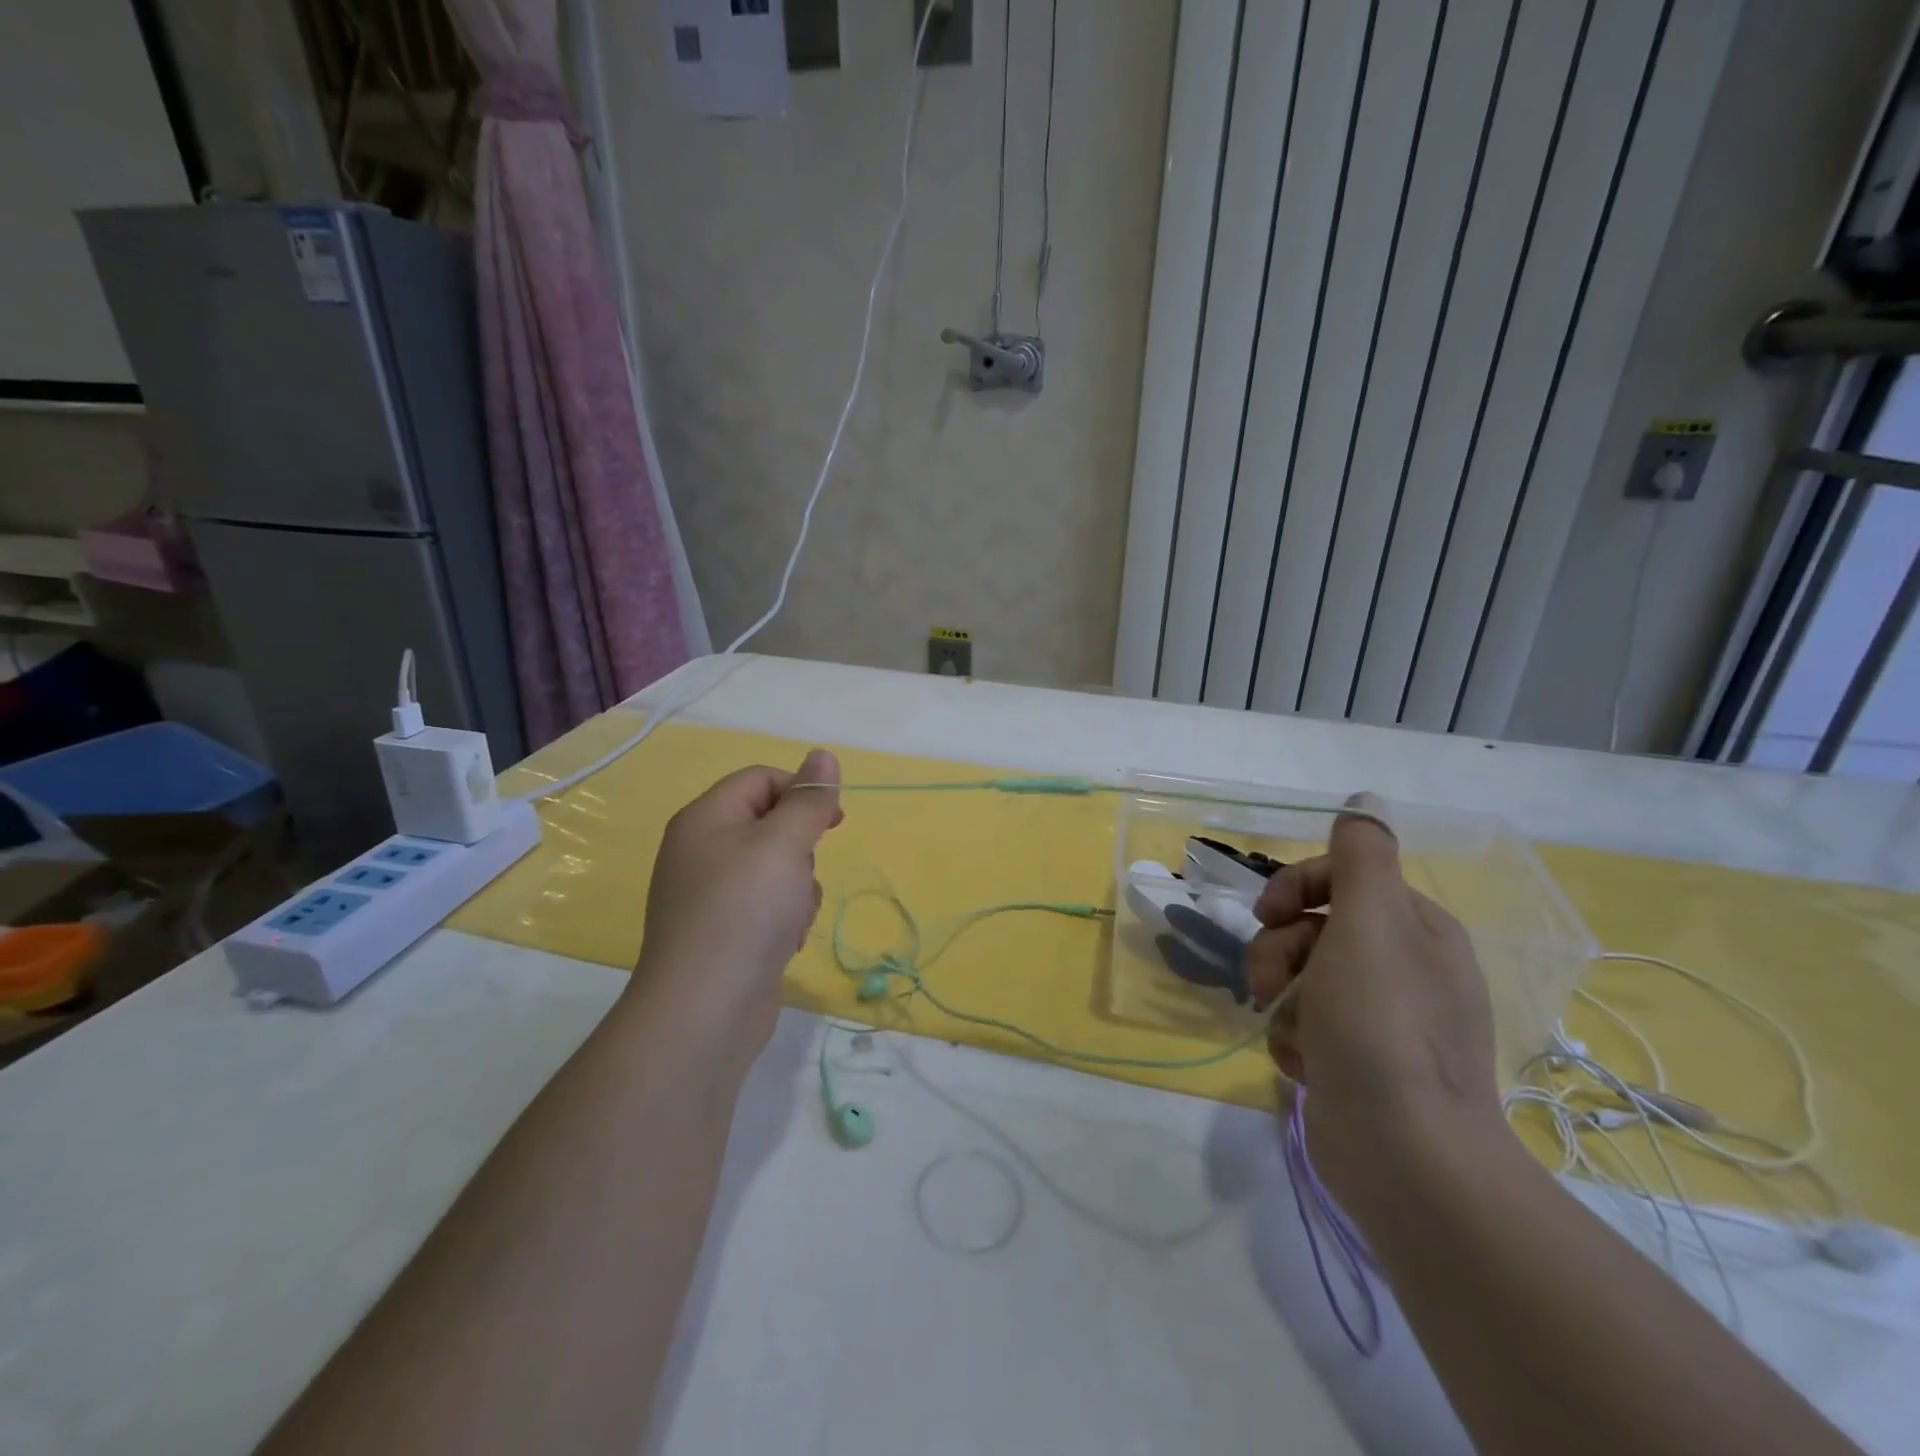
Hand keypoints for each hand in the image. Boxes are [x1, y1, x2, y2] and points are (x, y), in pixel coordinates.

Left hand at [632, 750, 842, 1063]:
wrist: (705, 1009)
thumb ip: (808, 799)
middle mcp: (701, 851)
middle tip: (805, 872)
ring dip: (798, 887)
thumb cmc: (746, 910)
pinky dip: (784, 917)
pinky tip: (786, 941)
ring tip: (795, 915)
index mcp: (706, 819)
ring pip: (774, 868)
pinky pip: (765, 906)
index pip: (760, 778)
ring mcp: (709, 896)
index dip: (800, 791)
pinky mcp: (722, 933)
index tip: (832, 820)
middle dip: (801, 846)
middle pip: (768, 824)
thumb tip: (823, 754)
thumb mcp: (784, 843)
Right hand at [1245, 798, 1506, 1203]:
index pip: (1344, 878)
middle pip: (1318, 930)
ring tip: (1286, 1031)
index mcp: (1417, 930)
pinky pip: (1309, 1027)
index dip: (1297, 887)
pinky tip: (1303, 1064)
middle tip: (1265, 983)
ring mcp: (1384, 1021)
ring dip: (1283, 999)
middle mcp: (1407, 969)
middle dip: (1280, 950)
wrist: (1405, 1154)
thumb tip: (1365, 802)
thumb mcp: (1370, 922)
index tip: (1266, 914)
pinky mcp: (1362, 1065)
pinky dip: (1296, 1040)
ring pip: (1304, 980)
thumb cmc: (1380, 1023)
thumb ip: (1362, 857)